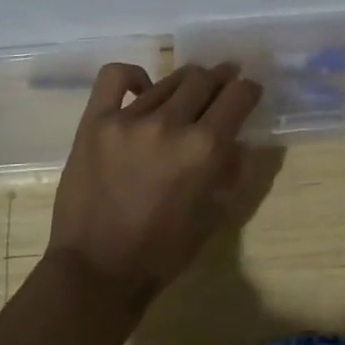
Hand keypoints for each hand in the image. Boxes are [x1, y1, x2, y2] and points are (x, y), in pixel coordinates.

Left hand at [46, 61, 262, 299]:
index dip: (248, 90)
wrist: (97, 268)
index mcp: (205, 149)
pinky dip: (133, 76)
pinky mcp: (96, 121)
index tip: (248, 92)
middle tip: (223, 84)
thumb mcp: (213, 216)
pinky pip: (115, 77)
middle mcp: (171, 124)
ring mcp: (129, 119)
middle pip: (204, 79)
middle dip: (221, 79)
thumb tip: (237, 142)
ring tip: (187, 92)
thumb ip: (231, 172)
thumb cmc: (162, 251)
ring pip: (168, 80)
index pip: (238, 96)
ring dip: (186, 83)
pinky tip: (142, 88)